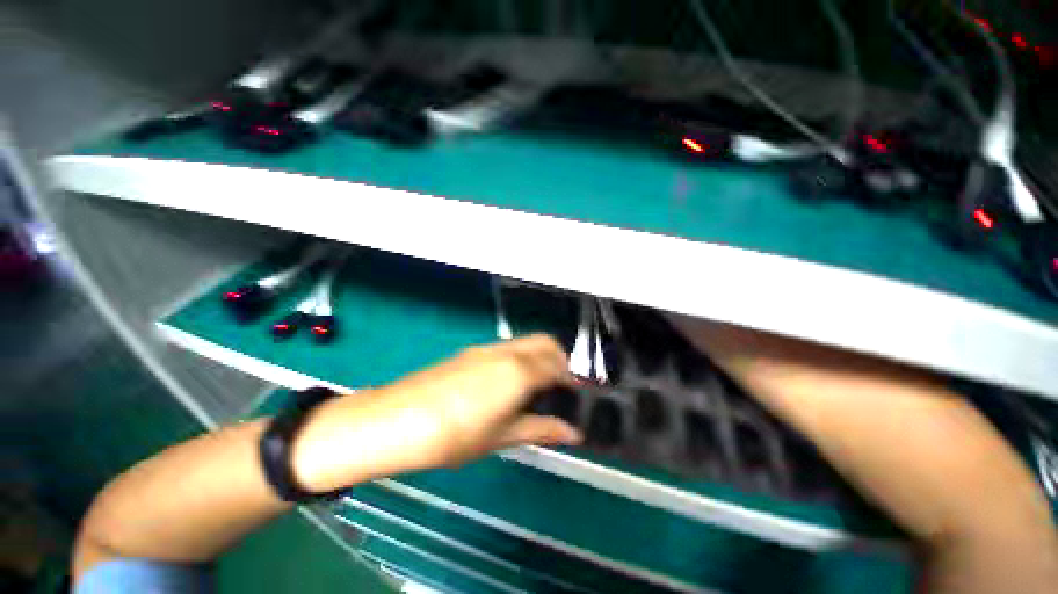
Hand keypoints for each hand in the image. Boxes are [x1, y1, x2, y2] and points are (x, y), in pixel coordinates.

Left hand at [291, 335, 582, 491]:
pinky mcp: (470, 351)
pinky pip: (507, 347)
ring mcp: (486, 348)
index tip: (574, 395)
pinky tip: (507, 383)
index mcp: (519, 371)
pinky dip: (519, 358)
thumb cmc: (454, 435)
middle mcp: (507, 352)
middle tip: (558, 387)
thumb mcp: (502, 436)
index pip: (557, 365)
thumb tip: (572, 432)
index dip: (571, 379)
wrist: (396, 420)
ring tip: (535, 387)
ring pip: (526, 342)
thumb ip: (540, 428)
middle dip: (559, 359)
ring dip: (539, 357)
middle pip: (545, 343)